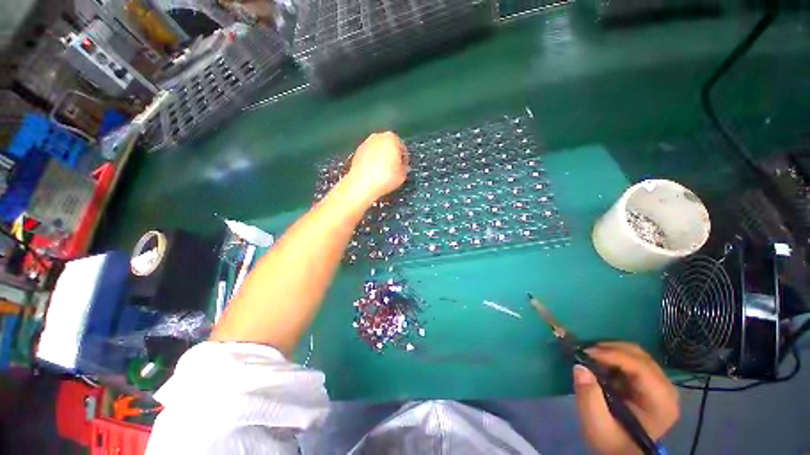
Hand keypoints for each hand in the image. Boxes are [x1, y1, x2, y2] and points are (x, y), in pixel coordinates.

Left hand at [345, 132, 408, 201]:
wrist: (362, 184)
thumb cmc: (385, 178)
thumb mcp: (402, 175)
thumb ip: (404, 167)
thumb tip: (402, 166)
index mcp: (391, 138)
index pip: (401, 147)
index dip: (403, 159)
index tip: (403, 167)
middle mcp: (377, 137)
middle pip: (388, 146)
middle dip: (391, 156)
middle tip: (393, 169)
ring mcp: (365, 143)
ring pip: (377, 150)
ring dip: (381, 158)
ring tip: (382, 172)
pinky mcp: (356, 152)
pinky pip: (368, 155)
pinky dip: (371, 161)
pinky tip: (373, 173)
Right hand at [573, 342, 678, 454]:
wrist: (621, 450)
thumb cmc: (611, 441)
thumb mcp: (597, 425)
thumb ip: (589, 397)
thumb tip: (579, 367)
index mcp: (661, 402)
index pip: (641, 368)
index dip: (613, 355)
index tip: (586, 352)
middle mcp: (666, 390)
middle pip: (640, 357)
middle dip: (610, 349)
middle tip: (585, 352)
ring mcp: (660, 385)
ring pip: (637, 354)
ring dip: (611, 351)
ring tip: (591, 357)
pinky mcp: (650, 383)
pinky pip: (633, 360)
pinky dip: (614, 356)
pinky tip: (601, 364)